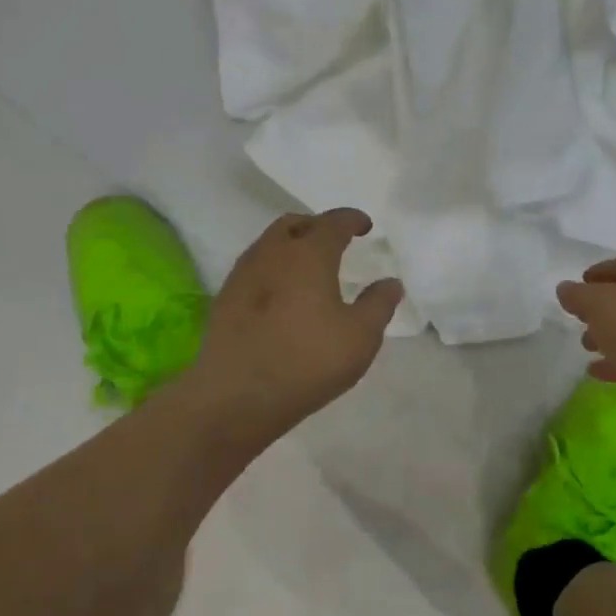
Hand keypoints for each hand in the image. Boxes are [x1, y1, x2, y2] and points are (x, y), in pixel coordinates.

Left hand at [187, 209, 402, 440]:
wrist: (237, 396)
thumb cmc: (308, 360)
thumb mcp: (360, 336)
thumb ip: (379, 304)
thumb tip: (390, 283)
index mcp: (308, 254)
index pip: (333, 222)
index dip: (352, 220)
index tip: (365, 226)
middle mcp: (272, 253)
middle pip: (294, 224)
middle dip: (318, 226)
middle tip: (336, 241)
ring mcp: (243, 275)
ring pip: (269, 244)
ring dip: (292, 245)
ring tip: (309, 267)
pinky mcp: (225, 299)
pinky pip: (254, 268)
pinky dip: (274, 268)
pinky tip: (283, 294)